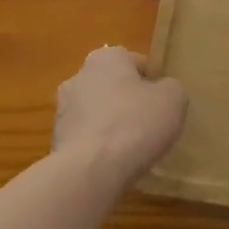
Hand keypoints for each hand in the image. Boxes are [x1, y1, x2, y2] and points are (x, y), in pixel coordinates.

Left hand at [54, 46, 186, 191]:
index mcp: (106, 57)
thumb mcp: (173, 98)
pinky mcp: (55, 141)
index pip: (137, 63)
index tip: (163, 103)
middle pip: (113, 86)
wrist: (90, 171)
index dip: (154, 82)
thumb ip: (170, 87)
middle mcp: (78, 76)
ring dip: (110, 125)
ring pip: (97, 113)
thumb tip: (161, 91)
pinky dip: (98, 147)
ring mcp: (62, 110)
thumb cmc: (135, 124)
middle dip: (128, 101)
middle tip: (149, 124)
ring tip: (131, 149)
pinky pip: (85, 138)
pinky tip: (113, 163)